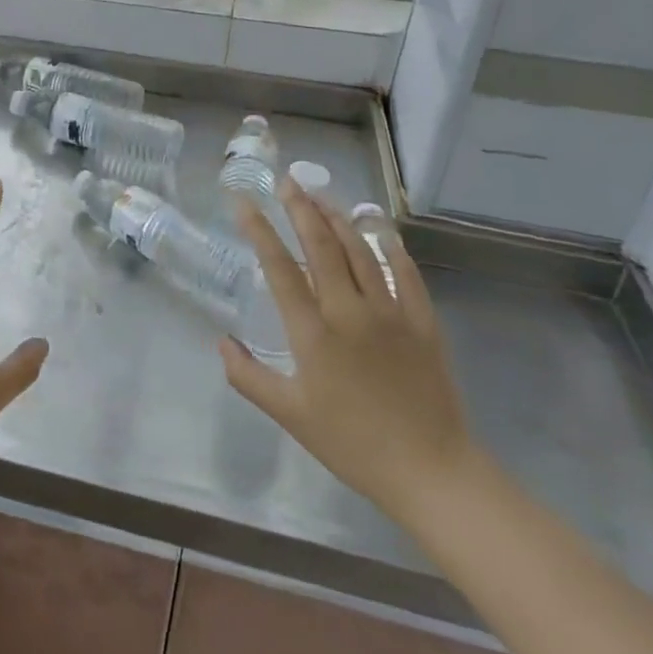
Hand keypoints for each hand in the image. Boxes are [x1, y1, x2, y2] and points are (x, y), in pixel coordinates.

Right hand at [223, 182, 479, 524]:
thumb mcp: (290, 415)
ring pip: (361, 250)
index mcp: (313, 333)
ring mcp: (390, 312)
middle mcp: (349, 311)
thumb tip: (221, 341)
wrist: (430, 471)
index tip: (244, 202)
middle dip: (301, 209)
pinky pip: (405, 272)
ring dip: (338, 218)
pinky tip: (377, 227)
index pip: (279, 268)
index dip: (259, 230)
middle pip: (322, 246)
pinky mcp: (422, 321)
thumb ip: (248, 377)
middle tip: (287, 182)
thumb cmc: (352, 444)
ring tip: (320, 196)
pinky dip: (389, 245)